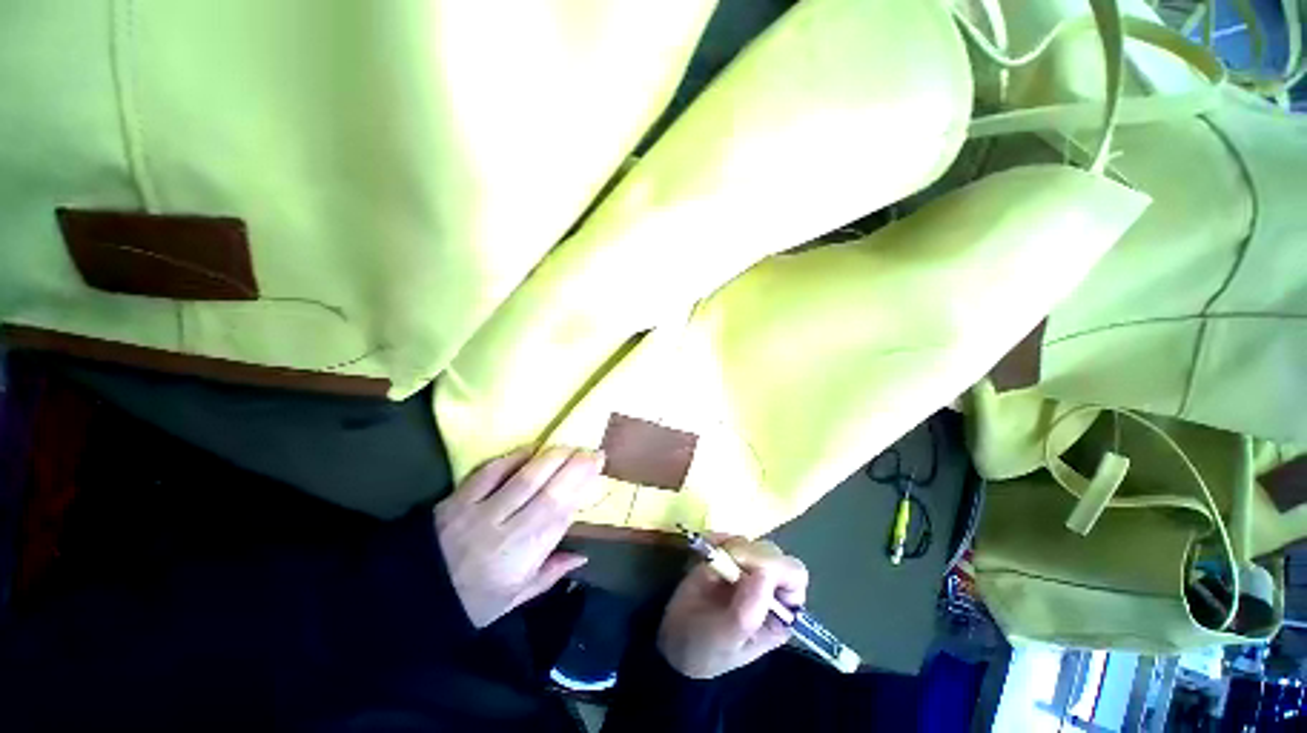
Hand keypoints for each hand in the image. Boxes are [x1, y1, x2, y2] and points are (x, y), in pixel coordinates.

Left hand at [435, 446, 604, 628]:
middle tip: (592, 451)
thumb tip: (583, 555)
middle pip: (545, 491)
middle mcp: (503, 530)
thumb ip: (550, 574)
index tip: (597, 468)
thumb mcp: (513, 599)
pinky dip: (514, 456)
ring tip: (569, 447)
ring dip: (551, 457)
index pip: (557, 515)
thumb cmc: (472, 602)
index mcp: (519, 558)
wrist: (412, 596)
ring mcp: (478, 510)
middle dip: (573, 466)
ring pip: (522, 477)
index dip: (580, 488)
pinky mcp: (458, 497)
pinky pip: (490, 470)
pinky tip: (532, 449)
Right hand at [656, 539, 808, 679]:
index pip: (794, 576)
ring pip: (753, 543)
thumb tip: (764, 573)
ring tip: (710, 564)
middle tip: (725, 559)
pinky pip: (730, 537)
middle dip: (749, 554)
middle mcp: (770, 588)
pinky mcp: (729, 556)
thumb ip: (746, 613)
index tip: (746, 566)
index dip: (775, 566)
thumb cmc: (705, 649)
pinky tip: (707, 549)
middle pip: (774, 554)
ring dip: (732, 547)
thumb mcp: (725, 640)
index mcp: (780, 613)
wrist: (674, 639)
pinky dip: (717, 538)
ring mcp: (749, 569)